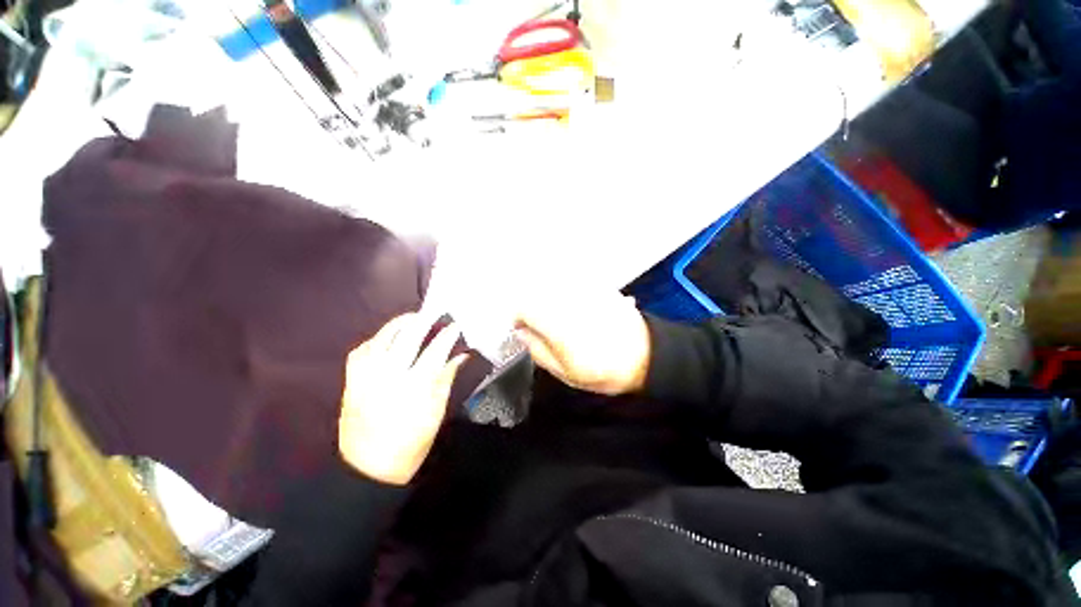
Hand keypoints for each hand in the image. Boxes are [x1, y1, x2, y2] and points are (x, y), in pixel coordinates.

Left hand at [339, 314, 468, 484]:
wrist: (368, 470)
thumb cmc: (410, 444)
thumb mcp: (436, 413)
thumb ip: (446, 379)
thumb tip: (461, 355)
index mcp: (414, 387)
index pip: (435, 351)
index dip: (447, 334)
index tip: (456, 325)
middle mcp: (388, 377)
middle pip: (407, 338)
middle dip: (423, 320)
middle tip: (435, 313)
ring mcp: (366, 378)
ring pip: (381, 339)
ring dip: (398, 325)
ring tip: (412, 319)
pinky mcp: (351, 382)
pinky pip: (360, 352)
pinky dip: (375, 340)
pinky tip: (386, 338)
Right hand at [514, 292, 650, 395]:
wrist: (645, 356)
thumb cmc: (603, 370)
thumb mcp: (565, 373)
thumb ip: (539, 351)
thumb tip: (523, 333)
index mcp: (556, 323)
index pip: (523, 308)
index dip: (517, 318)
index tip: (522, 329)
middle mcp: (567, 300)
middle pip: (535, 291)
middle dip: (530, 306)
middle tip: (536, 324)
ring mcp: (582, 290)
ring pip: (551, 282)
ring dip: (545, 295)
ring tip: (554, 315)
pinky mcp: (595, 285)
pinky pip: (569, 279)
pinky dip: (562, 287)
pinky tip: (570, 304)